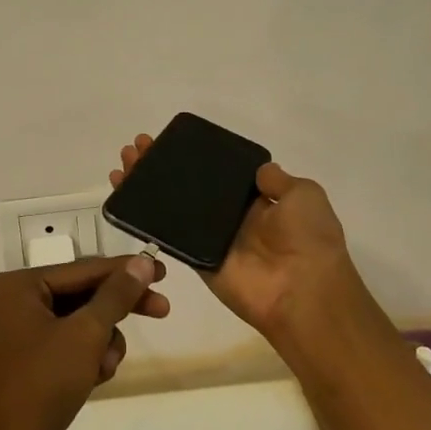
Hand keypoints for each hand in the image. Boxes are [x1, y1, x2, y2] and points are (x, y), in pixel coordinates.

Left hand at [0, 255, 168, 429]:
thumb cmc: (43, 385)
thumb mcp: (86, 334)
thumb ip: (116, 295)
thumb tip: (142, 261)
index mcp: (18, 287)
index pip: (83, 269)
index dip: (125, 270)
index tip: (162, 271)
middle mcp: (15, 305)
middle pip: (83, 294)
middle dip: (119, 308)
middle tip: (162, 309)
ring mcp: (21, 337)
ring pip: (81, 324)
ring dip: (103, 341)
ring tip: (105, 366)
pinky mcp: (31, 368)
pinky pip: (71, 348)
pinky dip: (89, 359)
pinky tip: (96, 380)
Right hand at [111, 135, 374, 346]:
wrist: (303, 290)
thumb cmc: (307, 237)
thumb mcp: (303, 194)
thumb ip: (277, 179)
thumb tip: (259, 170)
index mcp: (258, 200)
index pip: (218, 172)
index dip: (193, 156)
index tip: (168, 140)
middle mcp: (232, 217)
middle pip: (189, 186)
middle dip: (162, 166)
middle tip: (137, 148)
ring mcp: (211, 238)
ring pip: (172, 207)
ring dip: (147, 186)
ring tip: (123, 165)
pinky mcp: (196, 259)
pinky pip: (169, 236)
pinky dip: (145, 218)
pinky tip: (124, 197)